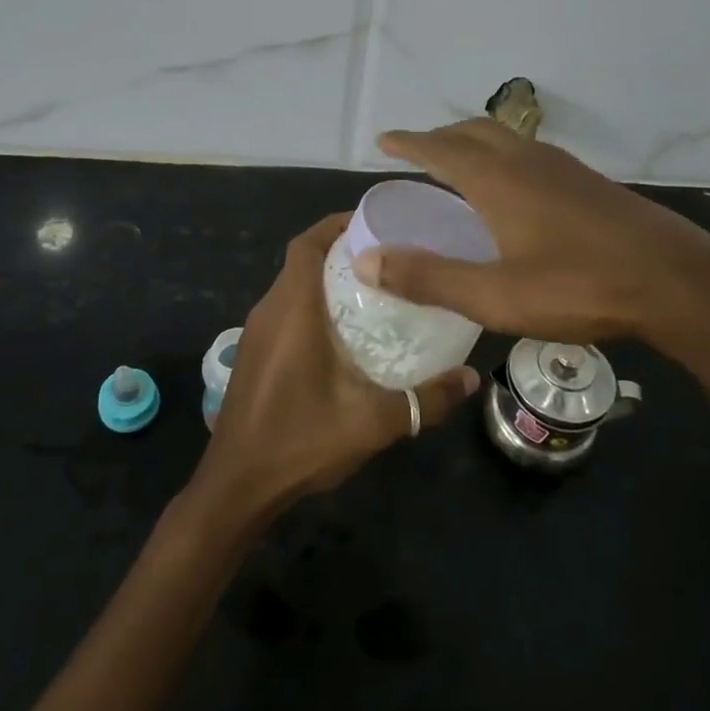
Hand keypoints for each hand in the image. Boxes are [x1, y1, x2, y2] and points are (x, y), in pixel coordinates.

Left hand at [188, 213, 478, 528]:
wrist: (237, 486)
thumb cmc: (300, 440)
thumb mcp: (372, 421)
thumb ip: (425, 399)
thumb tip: (471, 378)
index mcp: (292, 309)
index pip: (308, 243)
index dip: (338, 224)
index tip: (377, 224)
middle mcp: (269, 310)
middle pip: (303, 260)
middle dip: (342, 250)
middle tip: (390, 257)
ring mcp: (257, 334)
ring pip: (293, 286)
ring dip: (327, 279)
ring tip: (376, 289)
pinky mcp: (255, 355)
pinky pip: (286, 311)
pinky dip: (313, 305)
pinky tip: (345, 333)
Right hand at [358, 120, 709, 361]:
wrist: (677, 282)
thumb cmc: (580, 287)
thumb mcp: (496, 296)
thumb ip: (429, 278)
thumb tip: (366, 262)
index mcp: (499, 180)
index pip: (440, 149)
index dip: (409, 143)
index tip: (384, 140)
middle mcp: (528, 161)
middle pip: (474, 132)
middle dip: (441, 136)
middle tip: (418, 151)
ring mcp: (565, 169)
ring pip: (508, 139)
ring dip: (475, 142)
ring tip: (461, 164)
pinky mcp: (591, 184)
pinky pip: (532, 154)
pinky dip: (506, 156)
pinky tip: (516, 189)